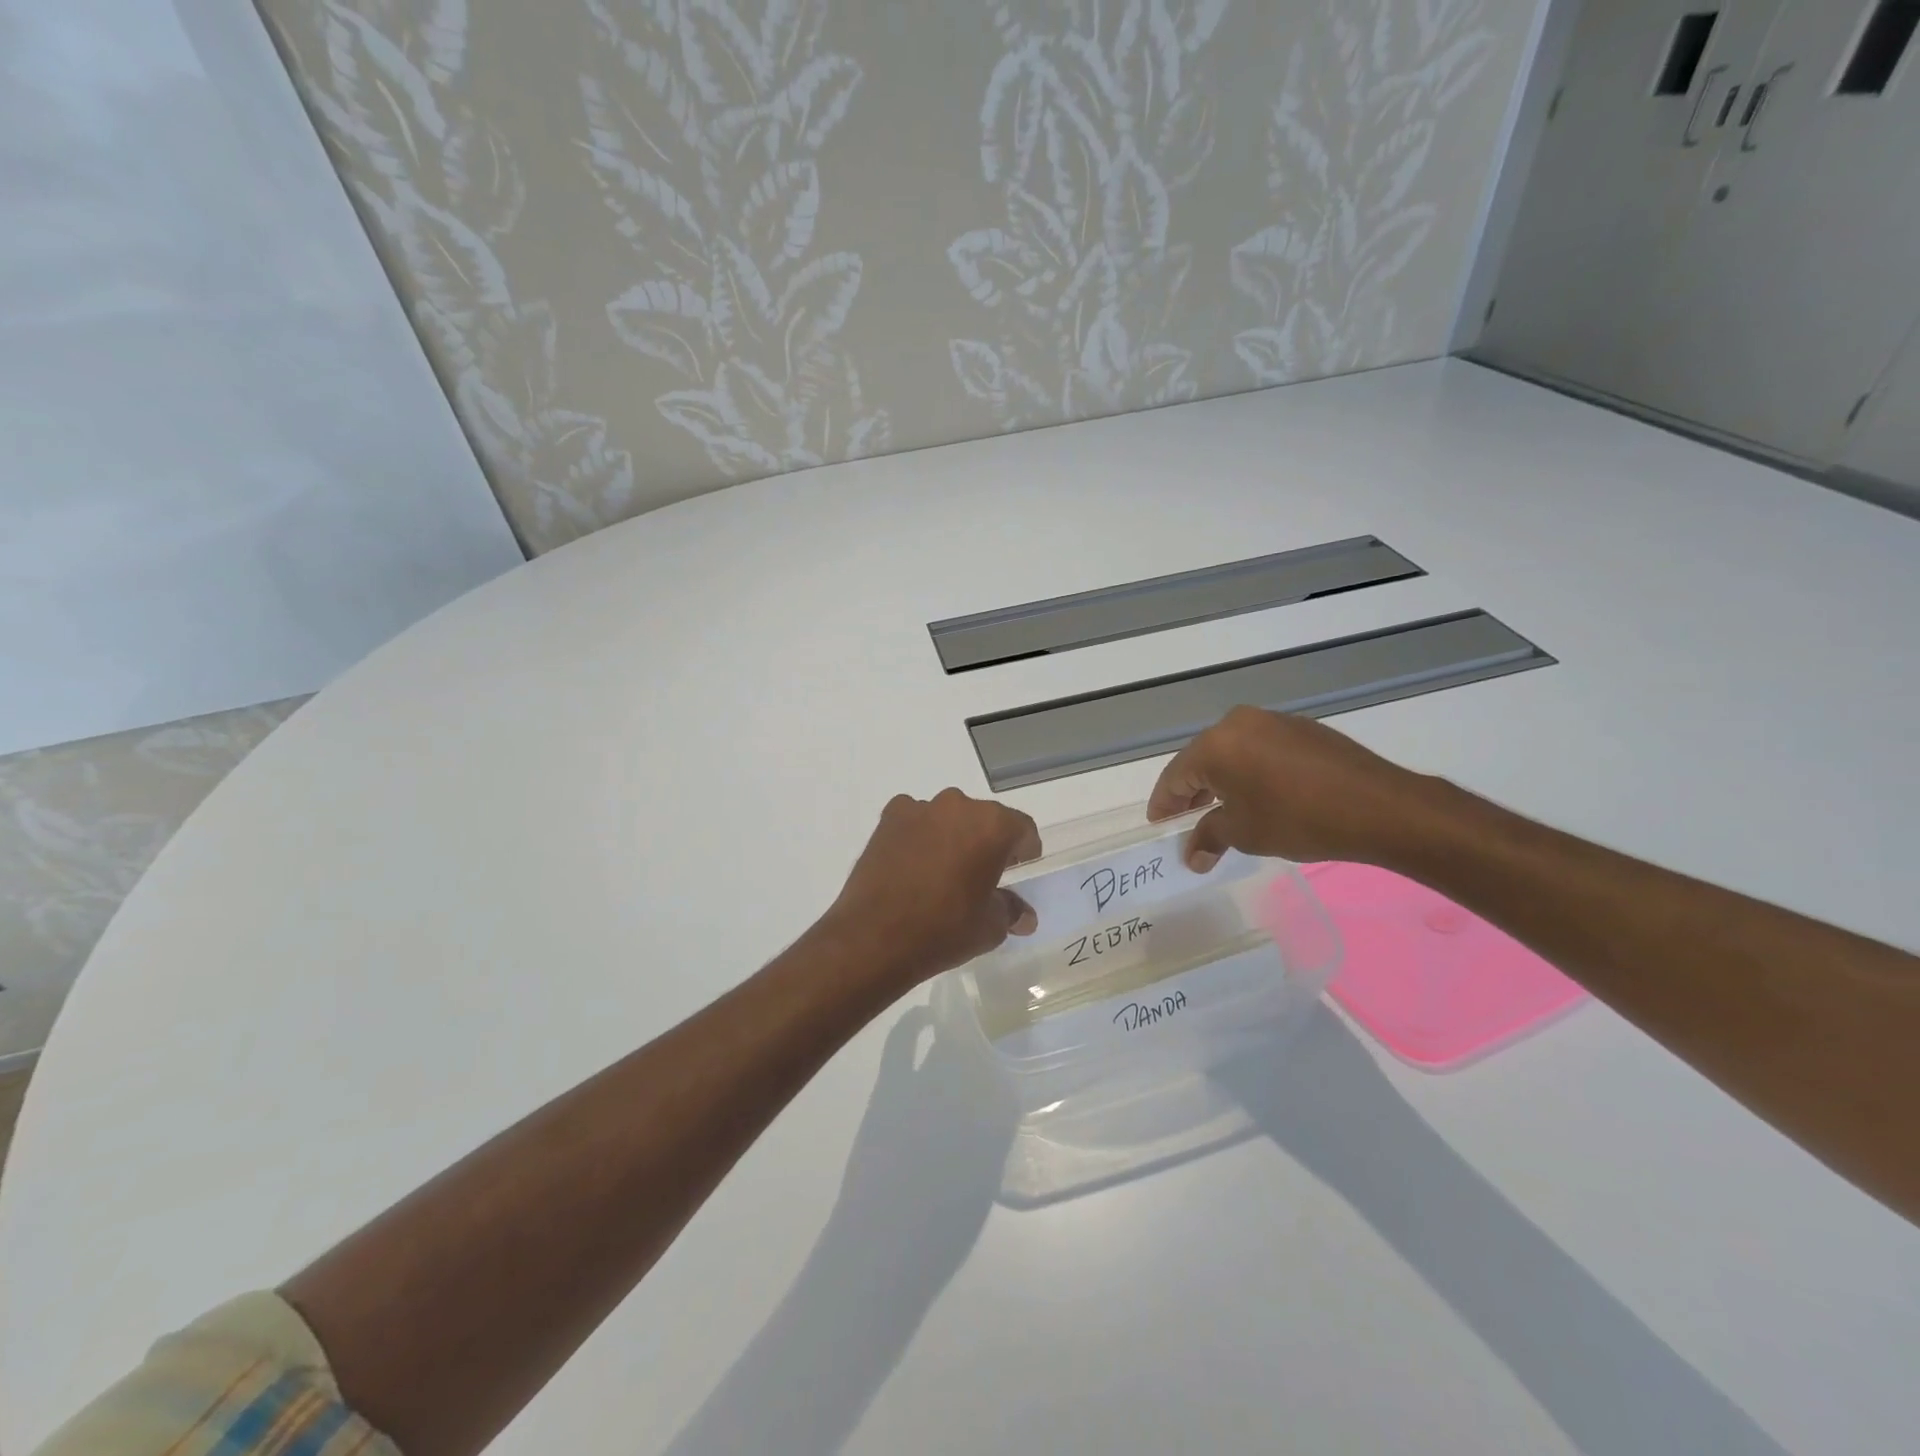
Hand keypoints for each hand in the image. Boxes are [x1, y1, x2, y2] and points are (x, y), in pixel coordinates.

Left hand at [823, 789, 1041, 986]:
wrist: (874, 938)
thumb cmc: (944, 930)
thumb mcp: (990, 927)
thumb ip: (1011, 911)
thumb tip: (1024, 916)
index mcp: (992, 826)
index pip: (1022, 829)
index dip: (1025, 850)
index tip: (1020, 870)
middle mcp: (958, 806)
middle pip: (984, 819)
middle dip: (987, 842)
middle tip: (983, 874)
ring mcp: (920, 809)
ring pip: (948, 817)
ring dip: (952, 836)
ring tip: (944, 871)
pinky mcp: (888, 819)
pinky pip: (914, 820)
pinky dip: (919, 835)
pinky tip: (913, 865)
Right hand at [1147, 706, 1434, 868]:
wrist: (1378, 806)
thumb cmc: (1298, 819)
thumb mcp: (1245, 833)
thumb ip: (1209, 838)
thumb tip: (1192, 856)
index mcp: (1216, 744)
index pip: (1175, 775)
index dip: (1164, 802)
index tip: (1158, 824)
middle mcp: (1239, 723)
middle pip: (1202, 759)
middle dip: (1191, 791)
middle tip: (1185, 819)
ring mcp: (1273, 721)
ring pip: (1232, 752)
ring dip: (1222, 780)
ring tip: (1221, 810)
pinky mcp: (1302, 729)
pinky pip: (1260, 749)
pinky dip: (1250, 771)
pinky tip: (1259, 794)